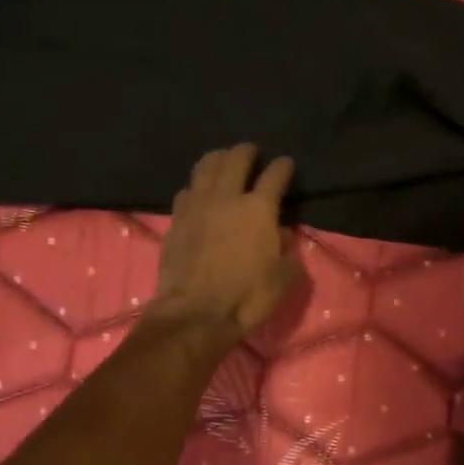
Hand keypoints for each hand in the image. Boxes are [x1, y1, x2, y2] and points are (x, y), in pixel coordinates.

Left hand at [149, 144, 304, 345]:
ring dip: (217, 158)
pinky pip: (186, 190)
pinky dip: (196, 186)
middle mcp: (227, 197)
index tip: (286, 164)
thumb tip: (283, 234)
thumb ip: (287, 251)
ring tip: (223, 160)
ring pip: (205, 166)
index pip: (275, 175)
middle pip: (236, 158)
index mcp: (259, 208)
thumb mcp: (283, 279)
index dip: (283, 166)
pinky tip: (199, 192)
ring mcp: (197, 205)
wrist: (195, 313)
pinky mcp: (176, 219)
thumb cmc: (246, 297)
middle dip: (247, 151)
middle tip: (252, 152)